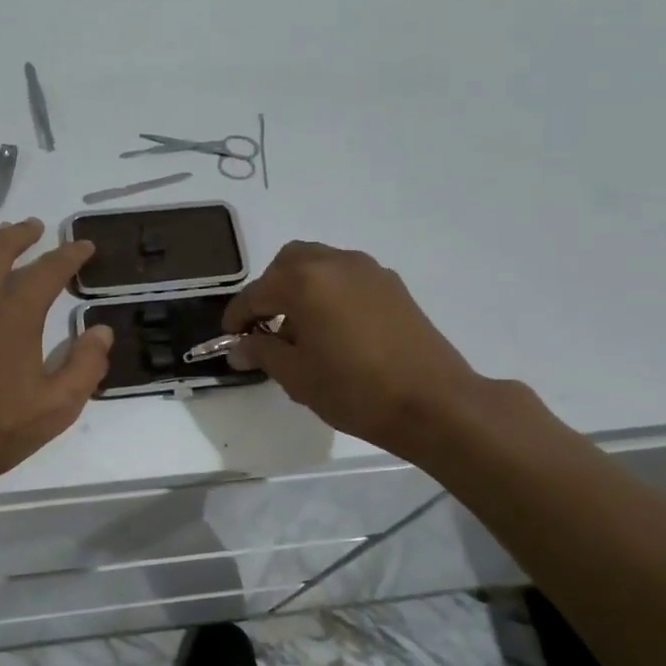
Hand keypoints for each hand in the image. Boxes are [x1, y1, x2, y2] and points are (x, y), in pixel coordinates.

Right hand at [223, 241, 484, 458]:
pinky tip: (334, 329)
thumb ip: (262, 352)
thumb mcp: (297, 376)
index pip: (256, 293)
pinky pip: (346, 277)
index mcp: (304, 281)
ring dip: (300, 288)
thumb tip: (239, 347)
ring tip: (301, 330)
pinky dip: (329, 292)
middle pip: (288, 263)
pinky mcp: (392, 285)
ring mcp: (367, 270)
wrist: (434, 402)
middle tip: (266, 327)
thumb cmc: (355, 390)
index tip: (231, 338)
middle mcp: (334, 263)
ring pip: (319, 264)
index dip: (238, 317)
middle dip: (270, 290)